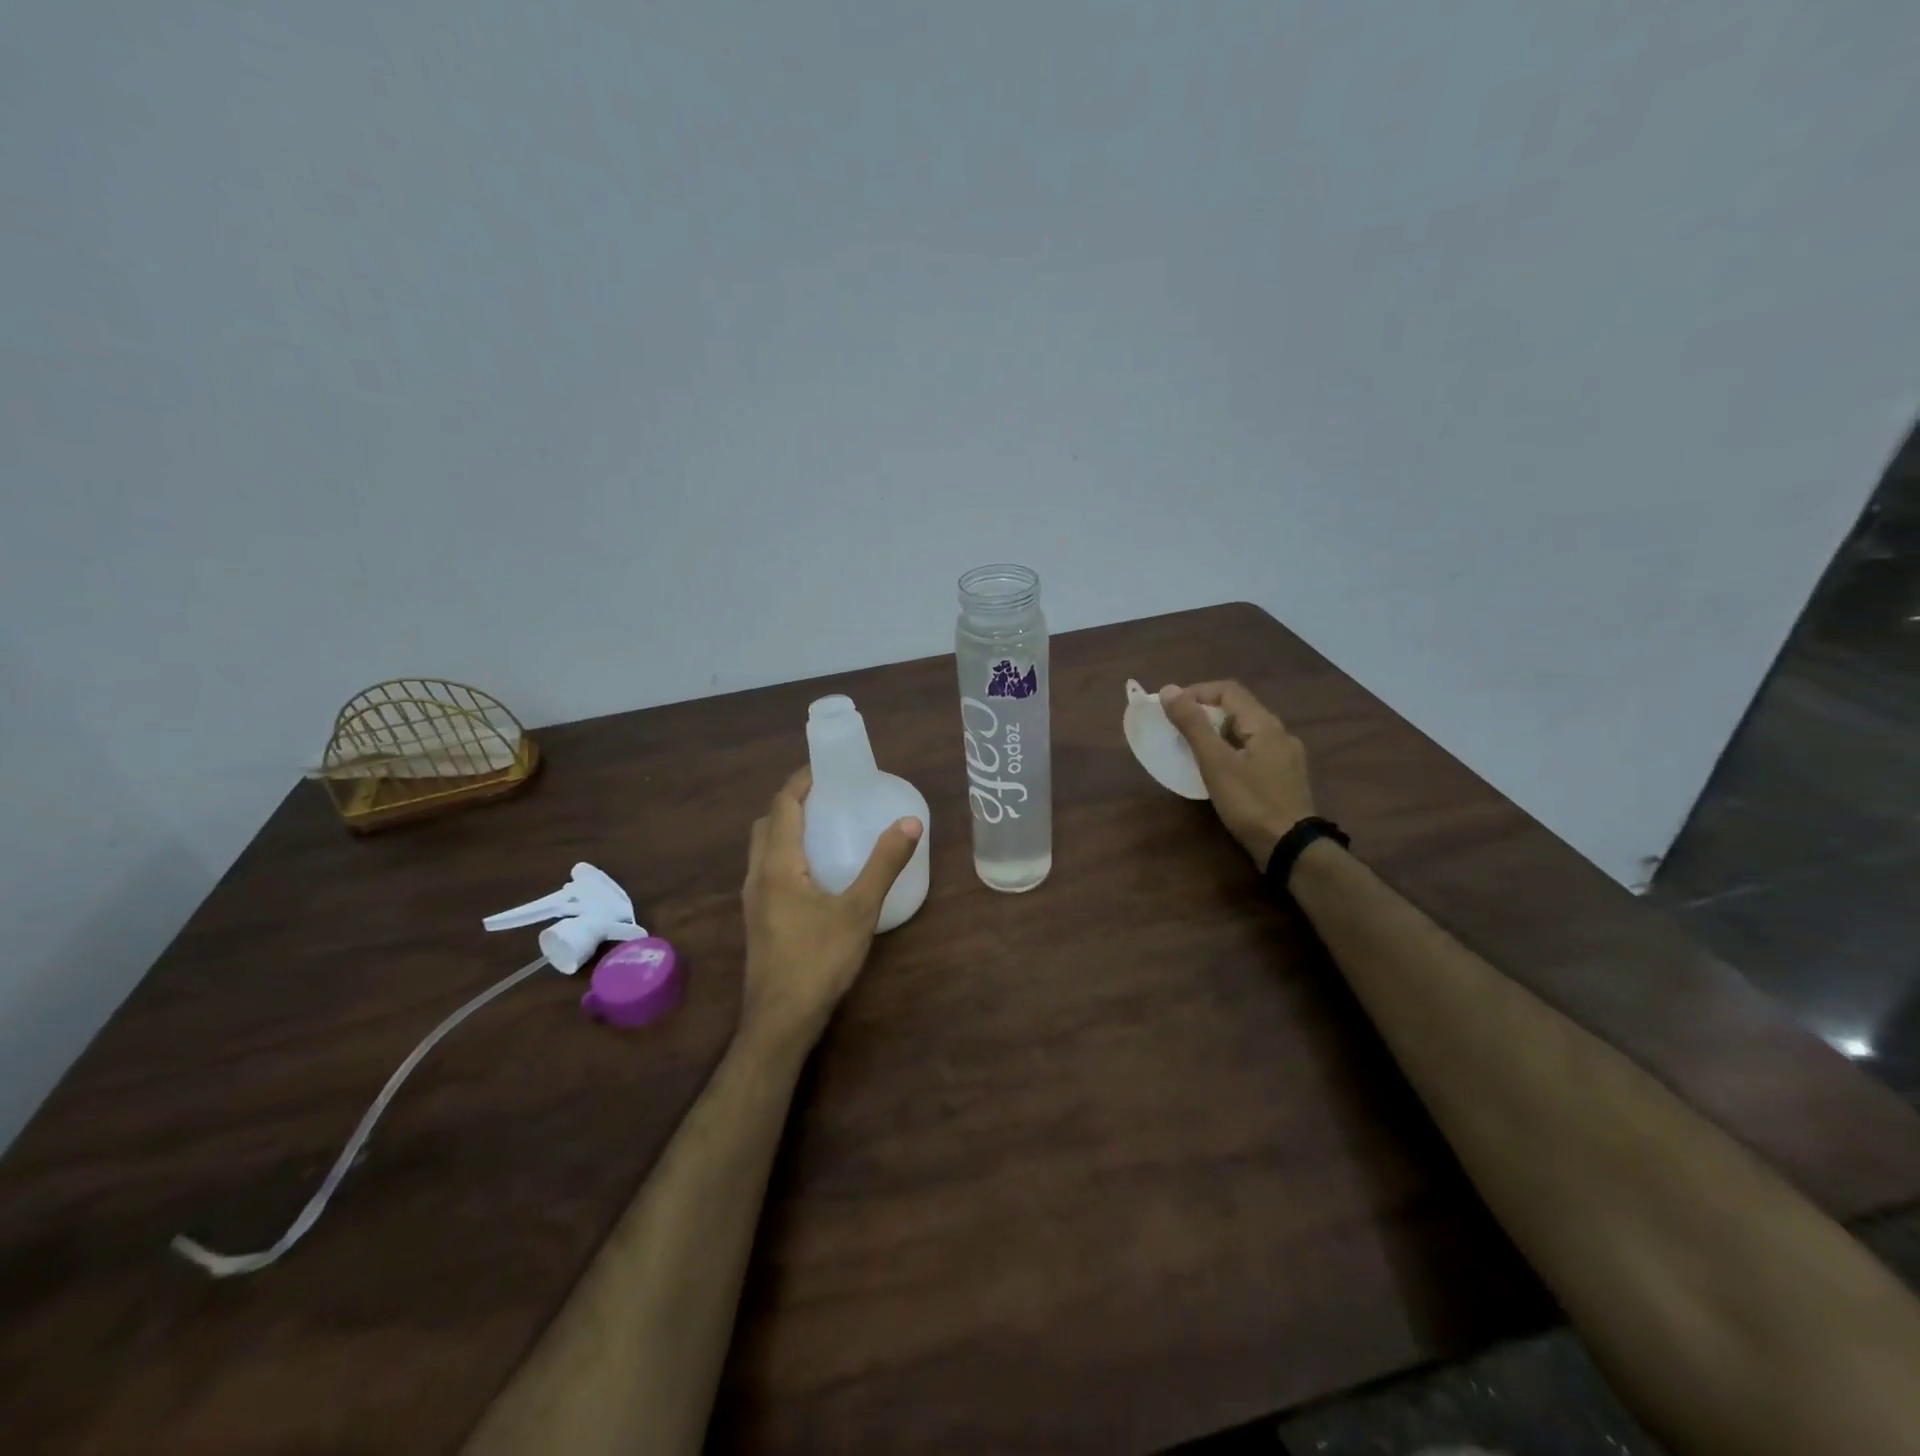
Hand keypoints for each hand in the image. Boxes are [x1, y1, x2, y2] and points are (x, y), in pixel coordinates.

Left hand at [740, 767, 923, 1049]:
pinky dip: (786, 853)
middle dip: (792, 802)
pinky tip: (816, 872)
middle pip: (767, 824)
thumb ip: (884, 864)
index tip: (825, 767)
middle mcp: (758, 876)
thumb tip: (910, 822)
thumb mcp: (859, 910)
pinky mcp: (759, 920)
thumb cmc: (819, 961)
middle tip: (828, 796)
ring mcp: (754, 900)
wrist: (780, 1021)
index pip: (782, 806)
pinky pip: (767, 870)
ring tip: (823, 827)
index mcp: (778, 865)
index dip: (800, 781)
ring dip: (786, 828)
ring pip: (763, 849)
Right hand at [1160, 681, 1314, 869]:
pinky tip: (1219, 772)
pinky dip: (1230, 752)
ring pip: (1245, 732)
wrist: (1290, 848)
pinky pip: (1253, 752)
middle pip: (1237, 709)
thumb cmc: (1250, 802)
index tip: (1170, 710)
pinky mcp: (1284, 777)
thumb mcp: (1215, 762)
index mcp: (1265, 723)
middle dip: (1204, 714)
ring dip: (1216, 734)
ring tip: (1192, 751)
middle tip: (1177, 732)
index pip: (1227, 690)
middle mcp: (1280, 733)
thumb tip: (1169, 690)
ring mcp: (1286, 756)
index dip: (1196, 693)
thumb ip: (1193, 725)